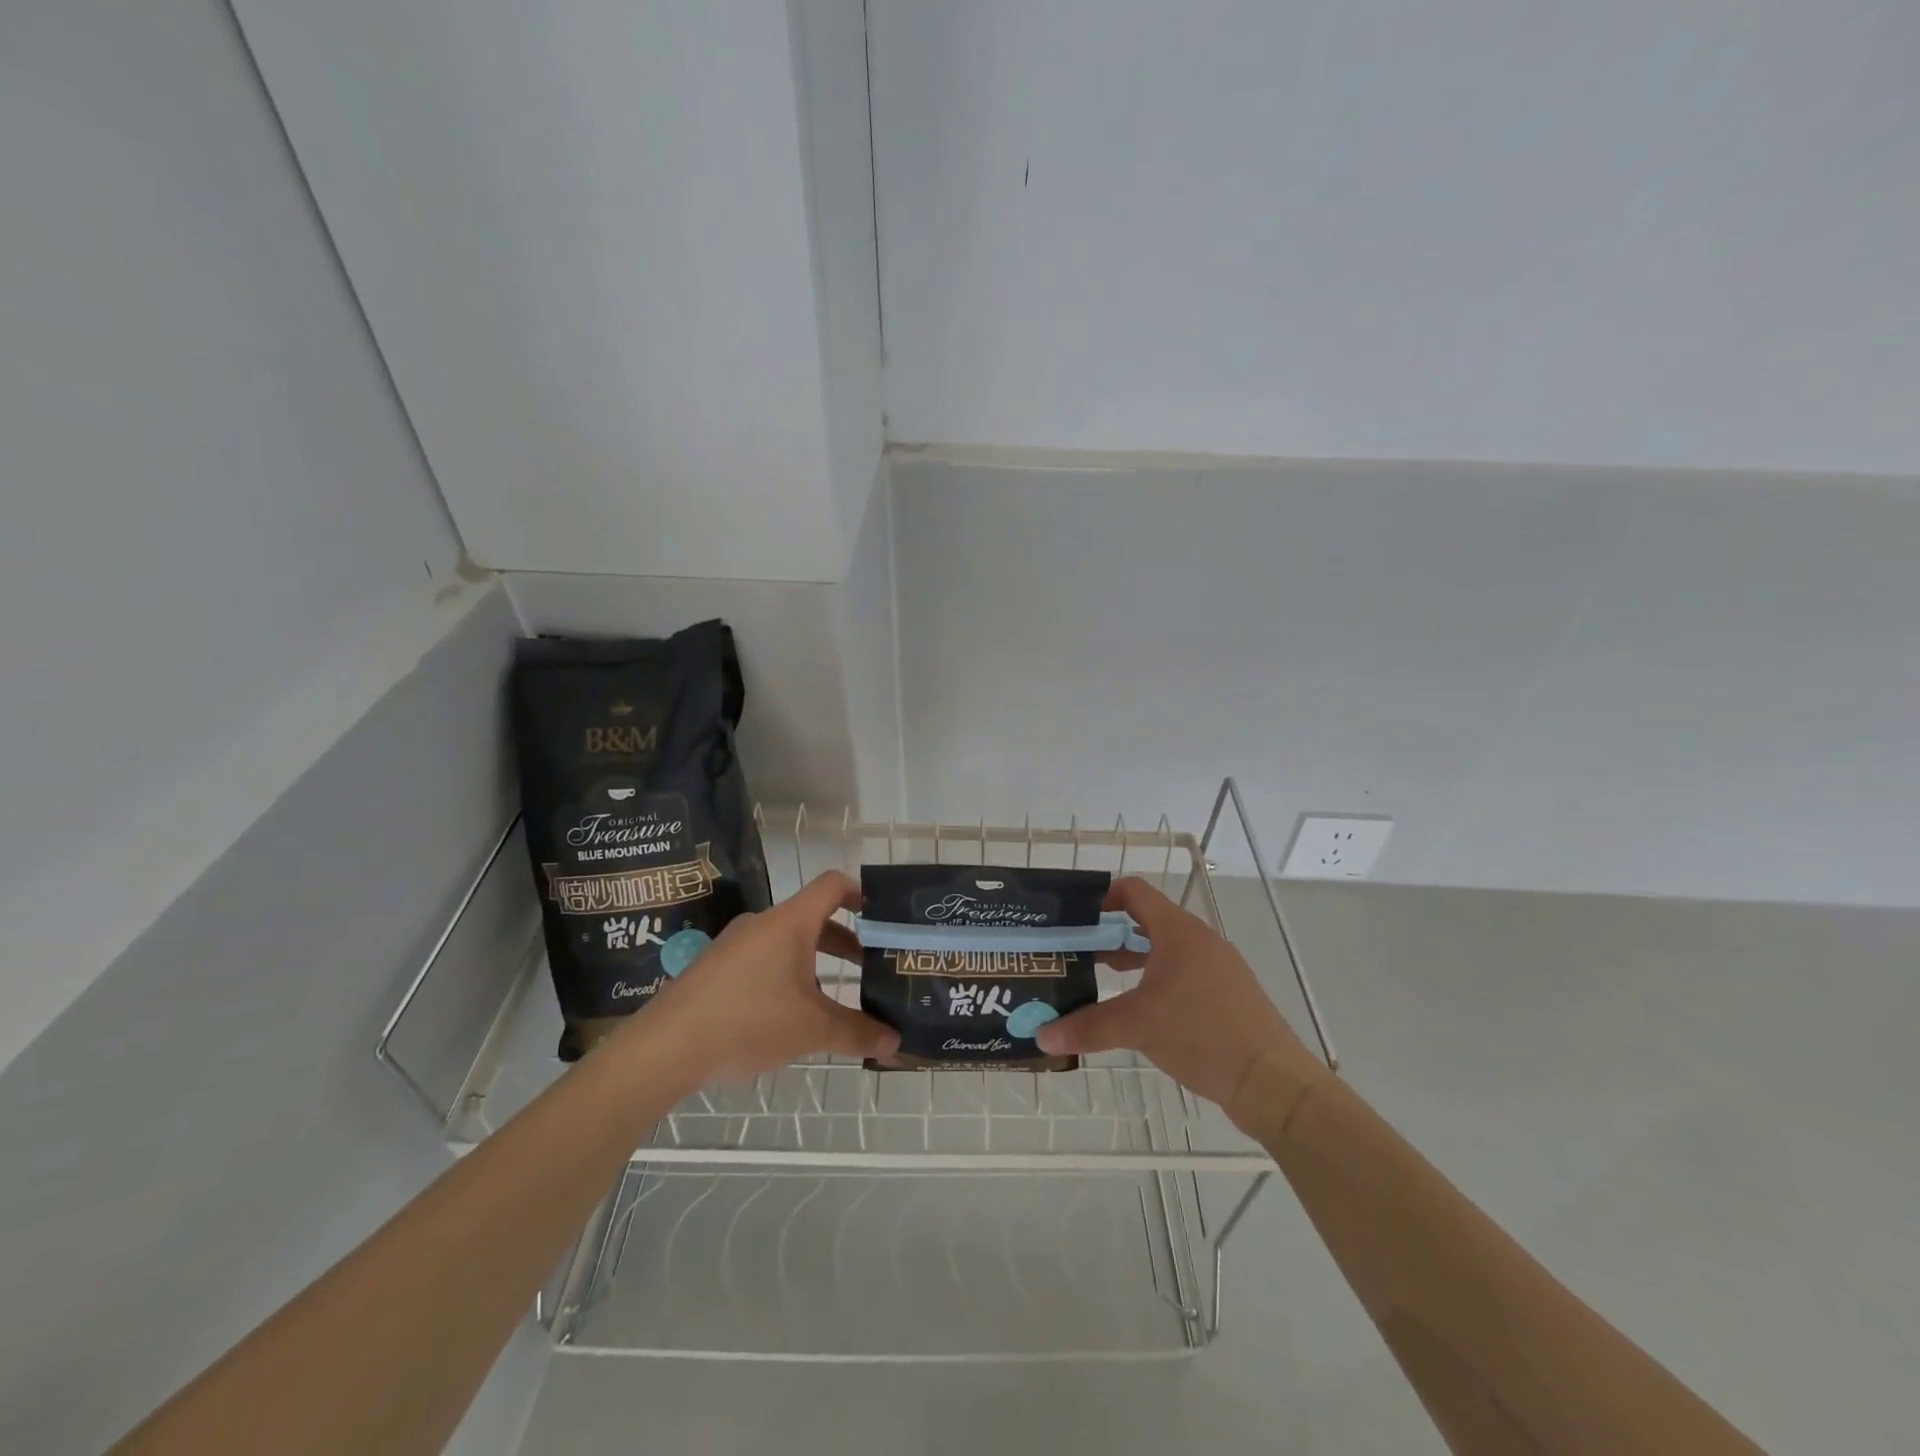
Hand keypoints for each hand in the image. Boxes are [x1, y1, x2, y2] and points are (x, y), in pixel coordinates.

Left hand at [618, 872, 898, 1086]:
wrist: (666, 1045)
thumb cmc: (749, 1021)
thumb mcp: (812, 1029)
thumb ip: (857, 1032)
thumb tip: (895, 1041)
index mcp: (790, 922)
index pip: (833, 885)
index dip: (861, 893)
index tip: (881, 917)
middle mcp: (762, 924)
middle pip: (813, 918)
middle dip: (844, 941)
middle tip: (869, 965)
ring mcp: (734, 945)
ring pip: (786, 942)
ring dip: (814, 961)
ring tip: (832, 997)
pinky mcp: (714, 969)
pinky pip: (761, 961)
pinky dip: (784, 976)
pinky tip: (787, 1016)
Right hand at [1036, 877, 1318, 1118]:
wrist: (1273, 1082)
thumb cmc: (1203, 1034)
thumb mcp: (1138, 1027)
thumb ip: (1088, 1027)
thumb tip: (1042, 1037)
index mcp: (1178, 932)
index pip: (1134, 892)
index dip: (1102, 896)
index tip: (1073, 916)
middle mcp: (1199, 940)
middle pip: (1146, 921)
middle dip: (1109, 933)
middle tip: (1076, 951)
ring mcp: (1217, 967)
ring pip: (1164, 950)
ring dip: (1131, 959)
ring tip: (1098, 978)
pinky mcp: (1226, 994)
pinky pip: (1182, 973)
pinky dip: (1154, 980)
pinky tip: (1139, 1009)